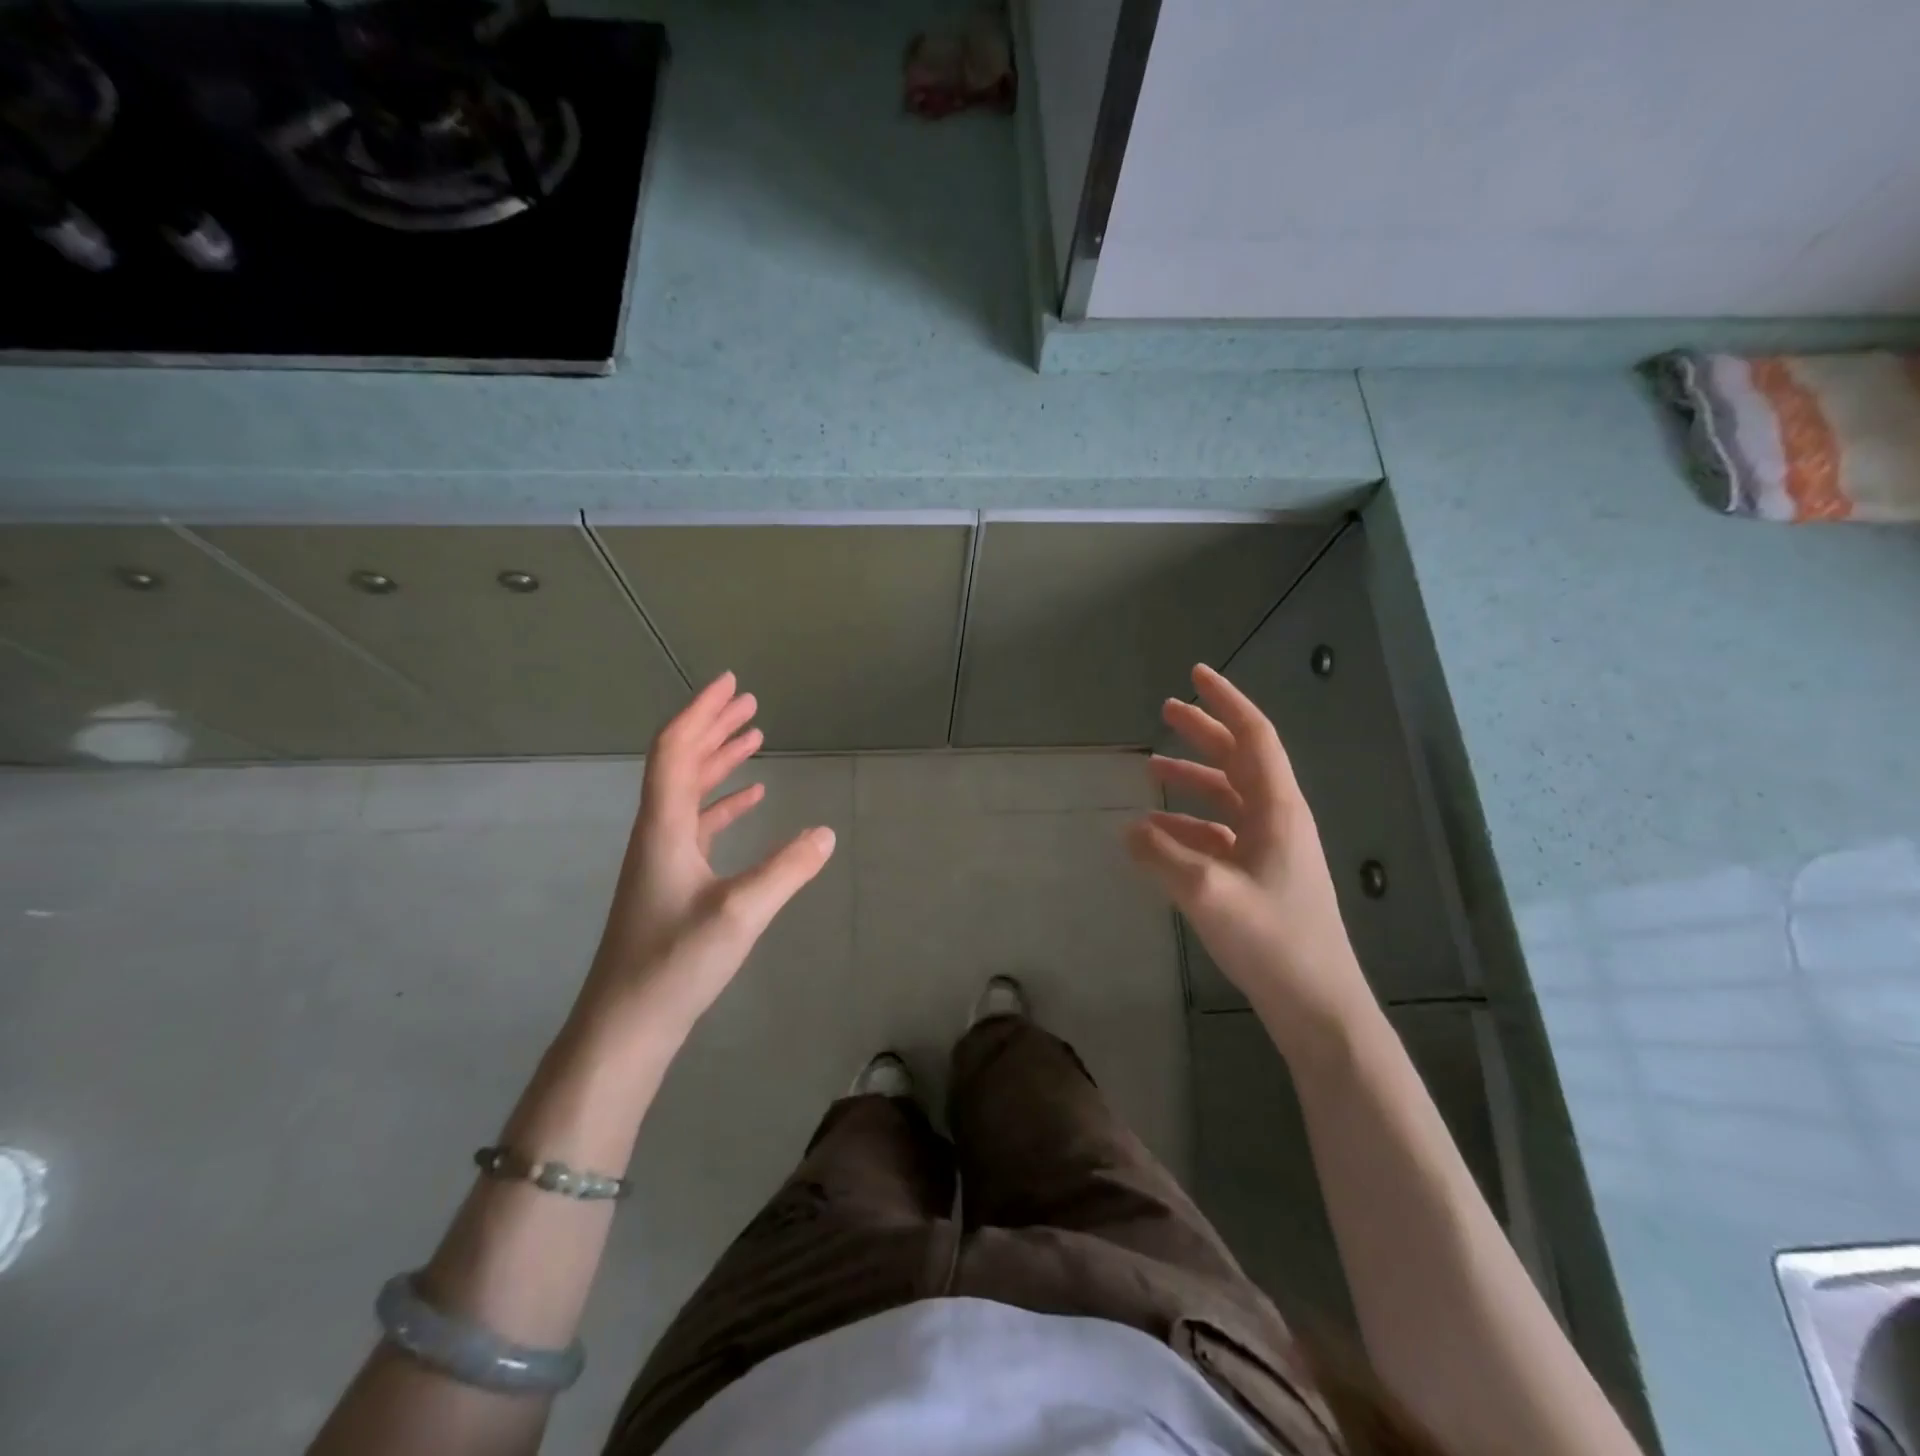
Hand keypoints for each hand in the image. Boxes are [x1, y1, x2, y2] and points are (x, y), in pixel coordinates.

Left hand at [579, 672, 835, 1035]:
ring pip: (690, 792)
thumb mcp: (741, 914)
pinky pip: (699, 824)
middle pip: (681, 762)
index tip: (732, 684)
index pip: (676, 751)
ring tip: (753, 738)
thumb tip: (827, 832)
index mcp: (664, 827)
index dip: (703, 712)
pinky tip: (751, 800)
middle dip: (714, 727)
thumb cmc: (675, 964)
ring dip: (719, 761)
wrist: (625, 1026)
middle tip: (749, 702)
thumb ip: (787, 869)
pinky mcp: (671, 881)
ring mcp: (662, 858)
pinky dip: (724, 803)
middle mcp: (658, 833)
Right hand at [1127, 664, 1374, 1054]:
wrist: (1317, 1003)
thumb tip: (1130, 830)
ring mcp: (1271, 849)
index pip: (1254, 736)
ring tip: (1152, 768)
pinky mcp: (1260, 876)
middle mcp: (1278, 820)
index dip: (1226, 702)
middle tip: (1166, 711)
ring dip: (1193, 779)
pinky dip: (1190, 824)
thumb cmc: (1273, 939)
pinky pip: (1221, 834)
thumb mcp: (1208, 893)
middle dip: (1204, 732)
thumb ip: (1163, 856)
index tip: (1196, 674)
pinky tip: (1158, 831)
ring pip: (1228, 797)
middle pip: (1239, 760)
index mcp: (1278, 809)